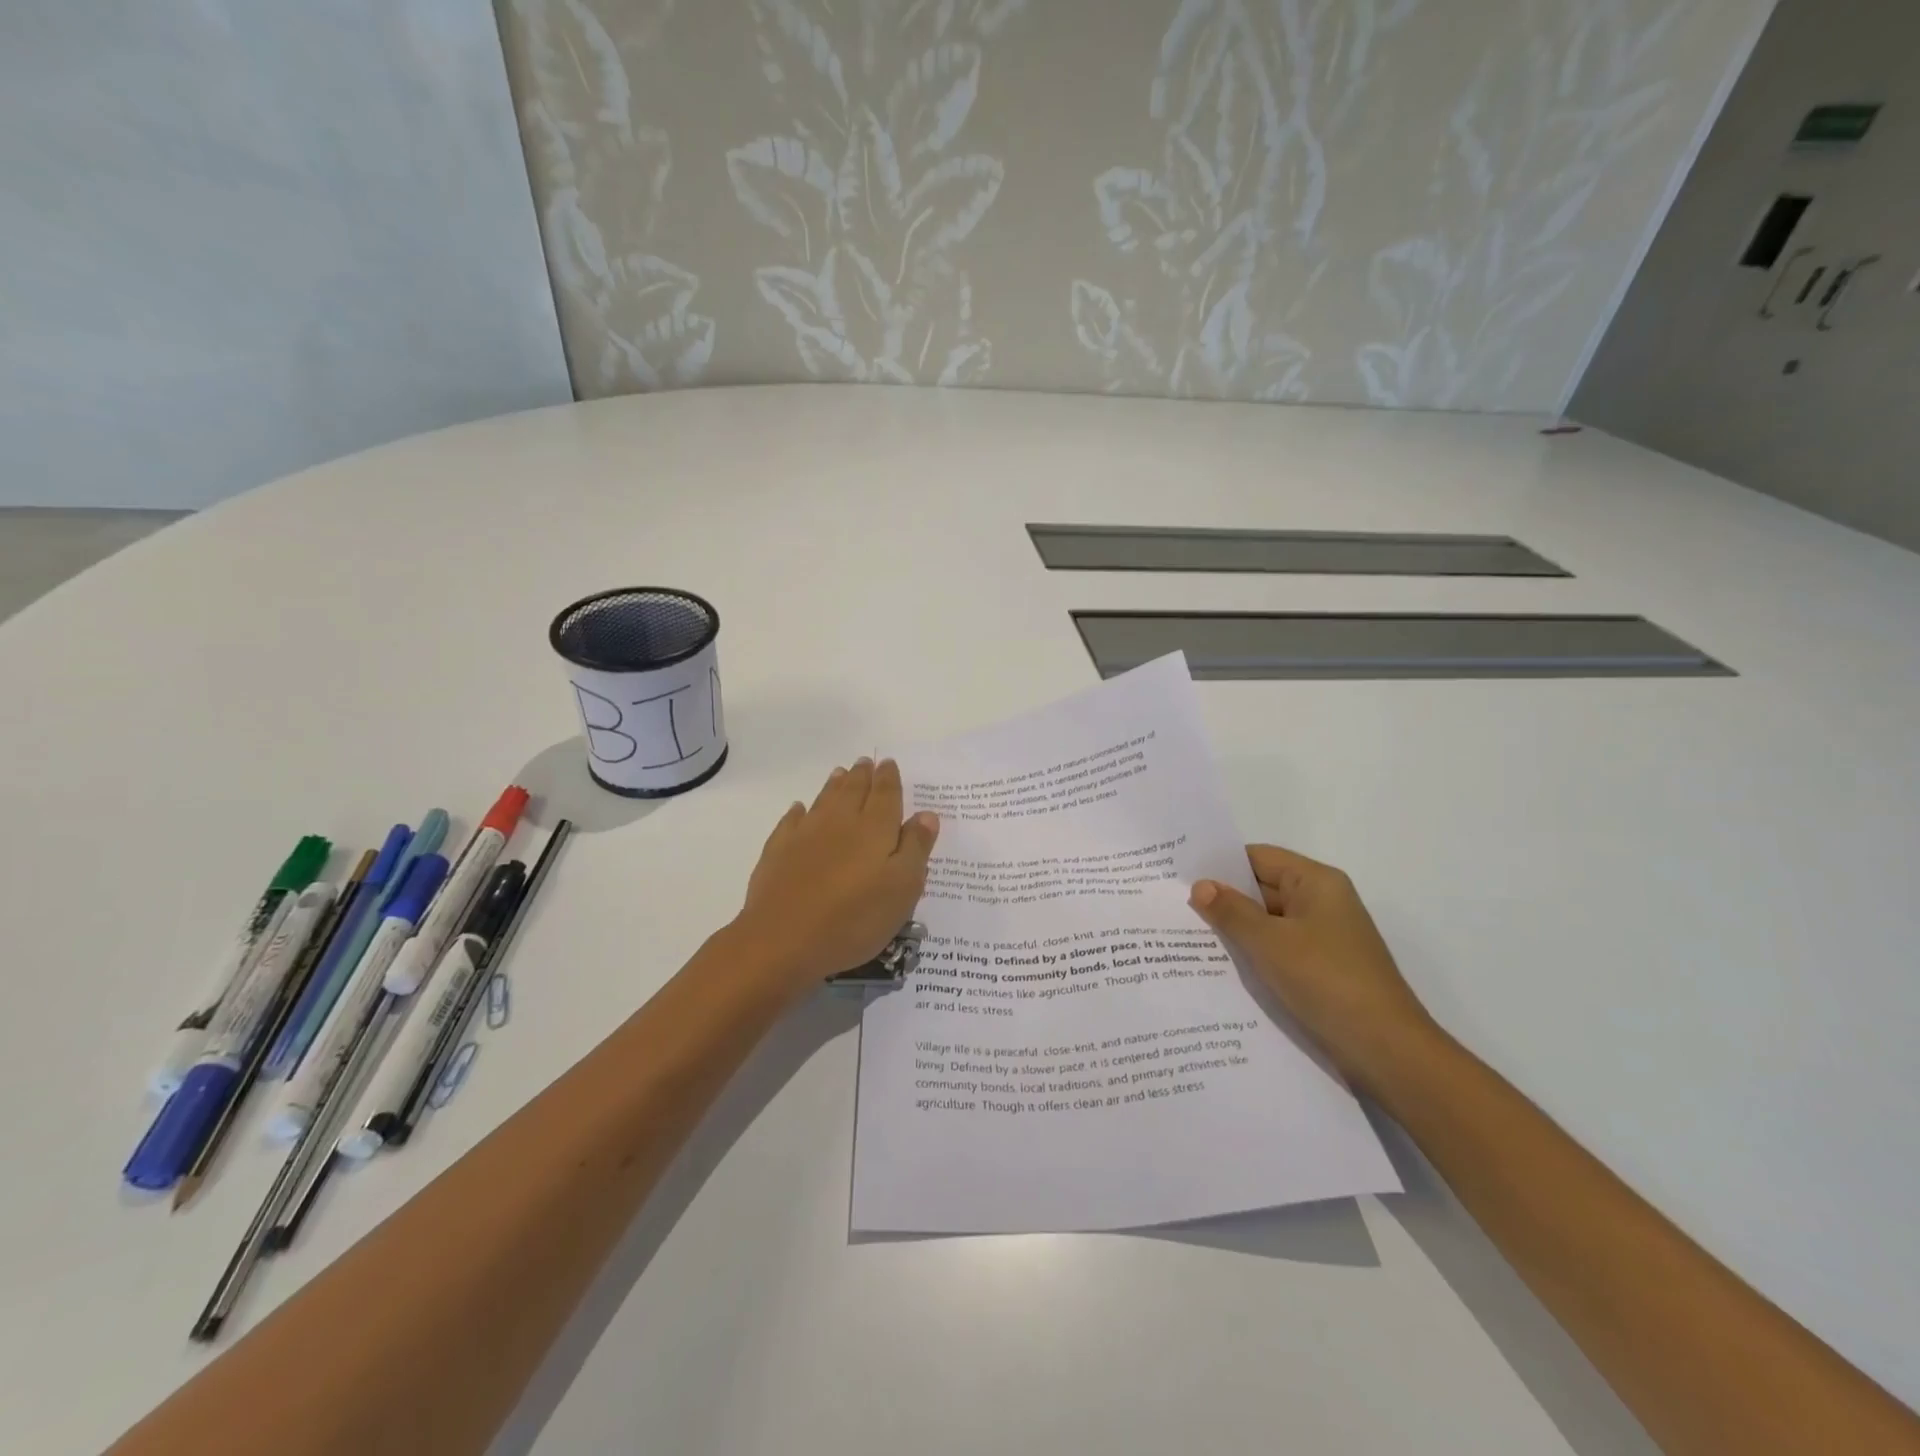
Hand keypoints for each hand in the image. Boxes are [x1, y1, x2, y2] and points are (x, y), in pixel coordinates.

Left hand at [734, 758, 939, 992]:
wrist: (783, 940)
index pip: (885, 794)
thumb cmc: (854, 918)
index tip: (888, 763)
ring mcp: (805, 834)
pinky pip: (791, 821)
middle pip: (853, 790)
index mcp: (875, 829)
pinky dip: (798, 811)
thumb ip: (916, 848)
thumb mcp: (902, 888)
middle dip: (862, 775)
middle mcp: (840, 822)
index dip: (889, 778)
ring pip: (824, 800)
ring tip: (841, 773)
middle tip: (866, 762)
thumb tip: (926, 814)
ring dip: (835, 785)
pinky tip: (799, 809)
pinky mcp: (778, 851)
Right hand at [1189, 845, 1435, 1088]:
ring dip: (1235, 930)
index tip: (1179, 874)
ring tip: (1185, 936)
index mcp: (1316, 883)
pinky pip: (1278, 949)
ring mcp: (1324, 938)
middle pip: (1262, 888)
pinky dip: (1253, 953)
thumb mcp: (1269, 943)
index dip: (1220, 864)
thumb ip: (1231, 911)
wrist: (1388, 1051)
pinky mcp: (1322, 969)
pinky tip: (1219, 967)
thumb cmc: (1327, 982)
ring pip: (1268, 922)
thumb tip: (1200, 885)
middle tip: (1172, 906)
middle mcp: (1322, 902)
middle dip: (1222, 899)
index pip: (1258, 857)